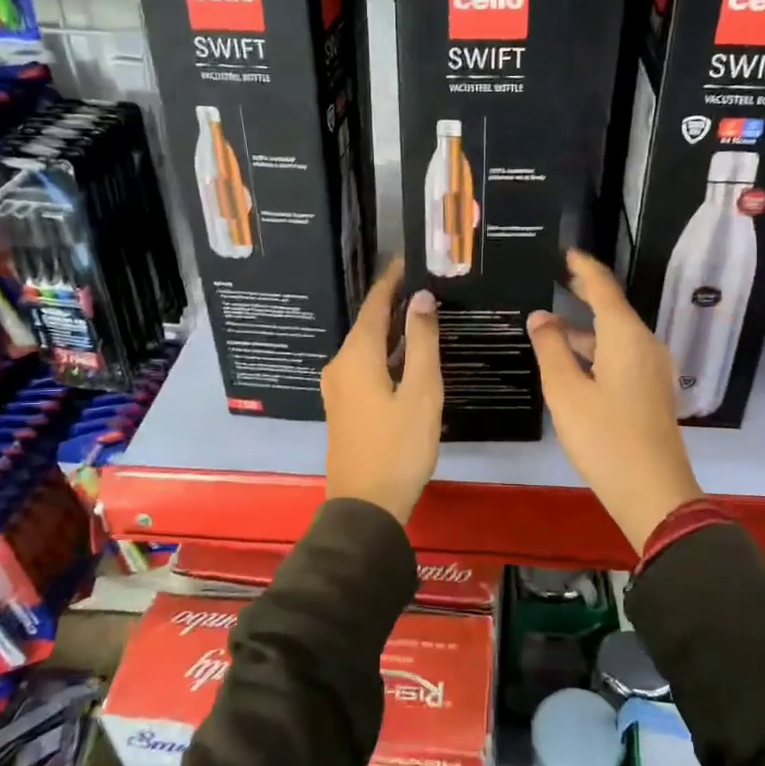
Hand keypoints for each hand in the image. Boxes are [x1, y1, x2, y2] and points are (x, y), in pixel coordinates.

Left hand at [321, 260, 441, 522]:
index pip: (374, 305)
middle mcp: (340, 365)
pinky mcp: (344, 406)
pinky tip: (406, 356)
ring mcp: (338, 388)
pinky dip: (385, 354)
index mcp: (356, 356)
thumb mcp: (421, 392)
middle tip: (426, 285)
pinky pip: (364, 366)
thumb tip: (421, 299)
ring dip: (391, 330)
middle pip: (368, 324)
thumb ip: (421, 342)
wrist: (365, 506)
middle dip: (394, 303)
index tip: (408, 259)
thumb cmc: (398, 447)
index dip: (391, 281)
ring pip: (366, 347)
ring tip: (422, 314)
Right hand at [529, 249, 703, 552]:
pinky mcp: (652, 390)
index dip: (584, 268)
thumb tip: (540, 317)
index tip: (567, 252)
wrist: (653, 491)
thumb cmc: (604, 437)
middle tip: (558, 279)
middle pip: (613, 310)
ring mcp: (653, 369)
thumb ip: (551, 349)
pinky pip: (622, 355)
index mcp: (626, 337)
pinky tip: (574, 362)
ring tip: (550, 327)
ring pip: (616, 336)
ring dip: (585, 330)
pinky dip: (597, 350)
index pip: (603, 288)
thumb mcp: (566, 392)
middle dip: (585, 294)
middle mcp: (645, 345)